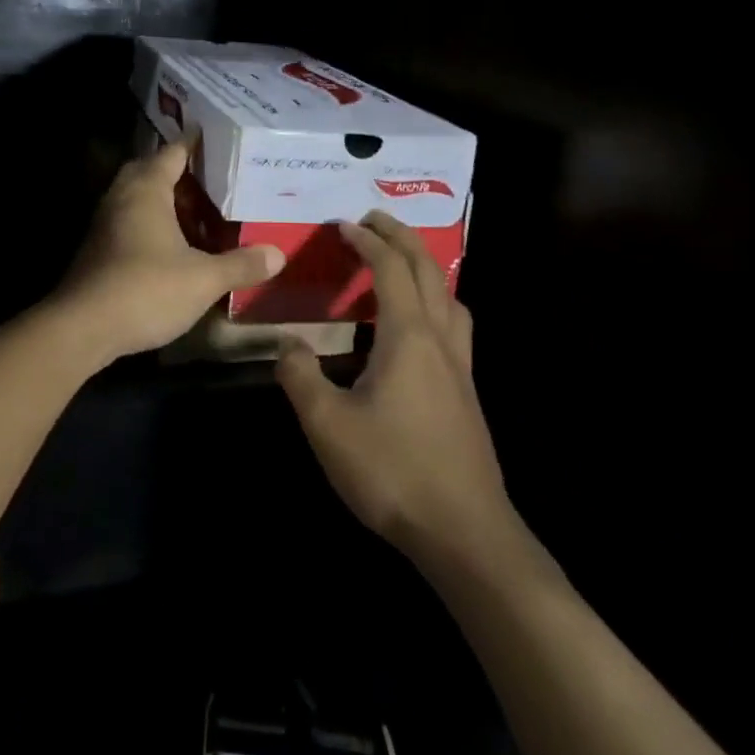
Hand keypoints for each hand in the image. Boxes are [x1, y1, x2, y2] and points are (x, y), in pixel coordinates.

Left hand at [54, 141, 284, 365]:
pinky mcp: (98, 247)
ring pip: (137, 196)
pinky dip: (151, 221)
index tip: (218, 136)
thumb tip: (279, 254)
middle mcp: (122, 195)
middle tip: (212, 177)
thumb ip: (241, 264)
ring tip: (197, 209)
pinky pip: (129, 219)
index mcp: (146, 188)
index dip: (195, 142)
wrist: (82, 327)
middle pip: (151, 169)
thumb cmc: (146, 289)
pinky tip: (172, 243)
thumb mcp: (203, 279)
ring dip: (164, 198)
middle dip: (179, 170)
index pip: (173, 151)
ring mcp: (105, 221)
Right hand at [277, 211, 522, 565]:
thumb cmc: (394, 471)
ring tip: (400, 265)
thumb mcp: (328, 426)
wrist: (465, 533)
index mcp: (408, 335)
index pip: (390, 268)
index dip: (367, 240)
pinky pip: (455, 325)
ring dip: (425, 268)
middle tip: (374, 220)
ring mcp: (461, 367)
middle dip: (401, 237)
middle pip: (428, 270)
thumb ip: (300, 378)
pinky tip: (418, 329)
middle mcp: (440, 339)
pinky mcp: (467, 393)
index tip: (343, 224)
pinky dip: (436, 301)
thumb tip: (287, 346)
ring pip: (450, 296)